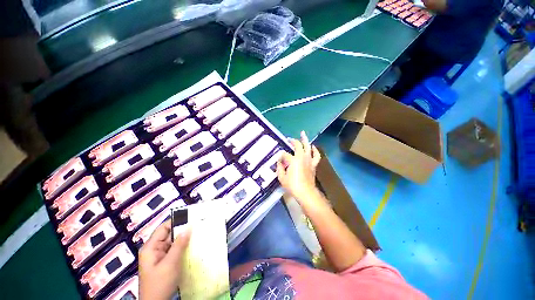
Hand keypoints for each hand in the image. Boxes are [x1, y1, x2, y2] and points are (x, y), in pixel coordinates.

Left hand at [139, 220, 190, 299]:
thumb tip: (189, 227)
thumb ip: (179, 245)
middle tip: (198, 224)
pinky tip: (193, 245)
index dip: (176, 221)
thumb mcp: (170, 263)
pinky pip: (175, 250)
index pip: (163, 228)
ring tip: (199, 233)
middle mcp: (154, 249)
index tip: (191, 217)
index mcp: (151, 247)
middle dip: (183, 230)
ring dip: (184, 239)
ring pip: (173, 243)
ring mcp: (160, 256)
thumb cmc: (160, 283)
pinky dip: (183, 247)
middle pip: (169, 235)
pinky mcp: (165, 262)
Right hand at [277, 131, 321, 204]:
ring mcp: (309, 160)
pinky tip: (313, 147)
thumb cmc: (292, 185)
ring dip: (305, 139)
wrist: (306, 192)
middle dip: (292, 141)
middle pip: (297, 145)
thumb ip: (279, 168)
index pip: (285, 154)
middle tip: (288, 139)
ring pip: (308, 146)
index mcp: (293, 160)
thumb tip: (279, 162)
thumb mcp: (281, 177)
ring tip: (303, 133)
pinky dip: (315, 150)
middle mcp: (301, 157)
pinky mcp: (313, 164)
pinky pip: (316, 155)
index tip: (278, 159)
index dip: (280, 156)